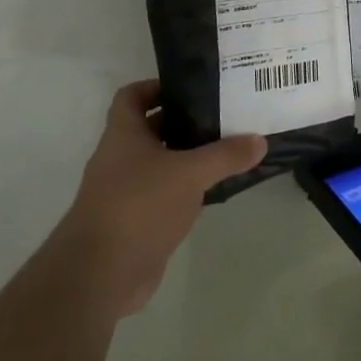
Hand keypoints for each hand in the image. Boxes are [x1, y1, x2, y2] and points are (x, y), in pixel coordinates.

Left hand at [53, 79, 265, 318]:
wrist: (101, 274)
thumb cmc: (139, 205)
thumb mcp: (190, 174)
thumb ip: (225, 155)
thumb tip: (259, 140)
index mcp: (123, 135)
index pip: (131, 96)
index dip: (156, 87)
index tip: (190, 88)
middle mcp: (120, 159)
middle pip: (151, 129)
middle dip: (183, 122)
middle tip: (221, 116)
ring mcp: (125, 193)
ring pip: (159, 165)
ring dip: (187, 158)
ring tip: (226, 150)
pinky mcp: (135, 223)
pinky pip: (163, 197)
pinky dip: (185, 191)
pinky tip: (213, 191)